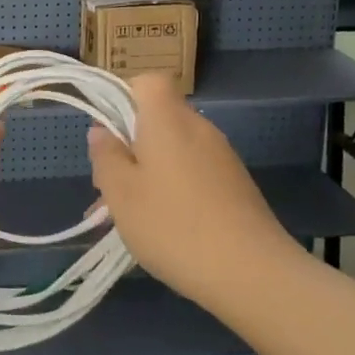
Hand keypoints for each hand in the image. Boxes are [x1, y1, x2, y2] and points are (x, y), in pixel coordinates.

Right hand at [86, 73, 301, 305]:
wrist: (253, 274)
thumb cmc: (174, 226)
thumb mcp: (121, 193)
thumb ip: (106, 156)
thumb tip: (102, 131)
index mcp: (168, 119)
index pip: (148, 81)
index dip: (124, 98)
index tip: (108, 135)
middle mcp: (199, 128)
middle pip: (158, 118)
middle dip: (131, 144)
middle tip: (111, 186)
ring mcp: (222, 156)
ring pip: (174, 149)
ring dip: (150, 171)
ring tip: (131, 216)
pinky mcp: (236, 185)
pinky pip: (194, 171)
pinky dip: (175, 187)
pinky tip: (166, 227)